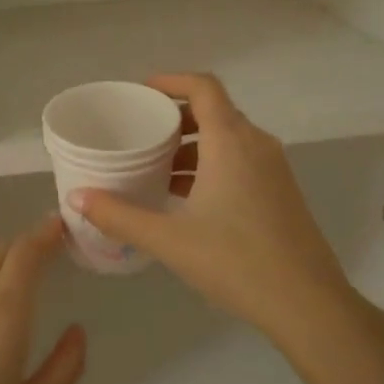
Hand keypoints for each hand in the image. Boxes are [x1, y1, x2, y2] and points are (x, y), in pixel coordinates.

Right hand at [71, 73, 356, 340]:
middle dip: (176, 116)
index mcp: (231, 141)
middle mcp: (256, 144)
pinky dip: (212, 164)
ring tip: (158, 169)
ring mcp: (274, 168)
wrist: (307, 302)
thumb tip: (76, 197)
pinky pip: (242, 159)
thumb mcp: (170, 239)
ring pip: (229, 138)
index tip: (141, 93)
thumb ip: (120, 216)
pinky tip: (188, 198)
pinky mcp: (281, 191)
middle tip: (142, 134)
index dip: (171, 81)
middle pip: (214, 110)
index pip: (203, 87)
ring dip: (194, 144)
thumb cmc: (236, 261)